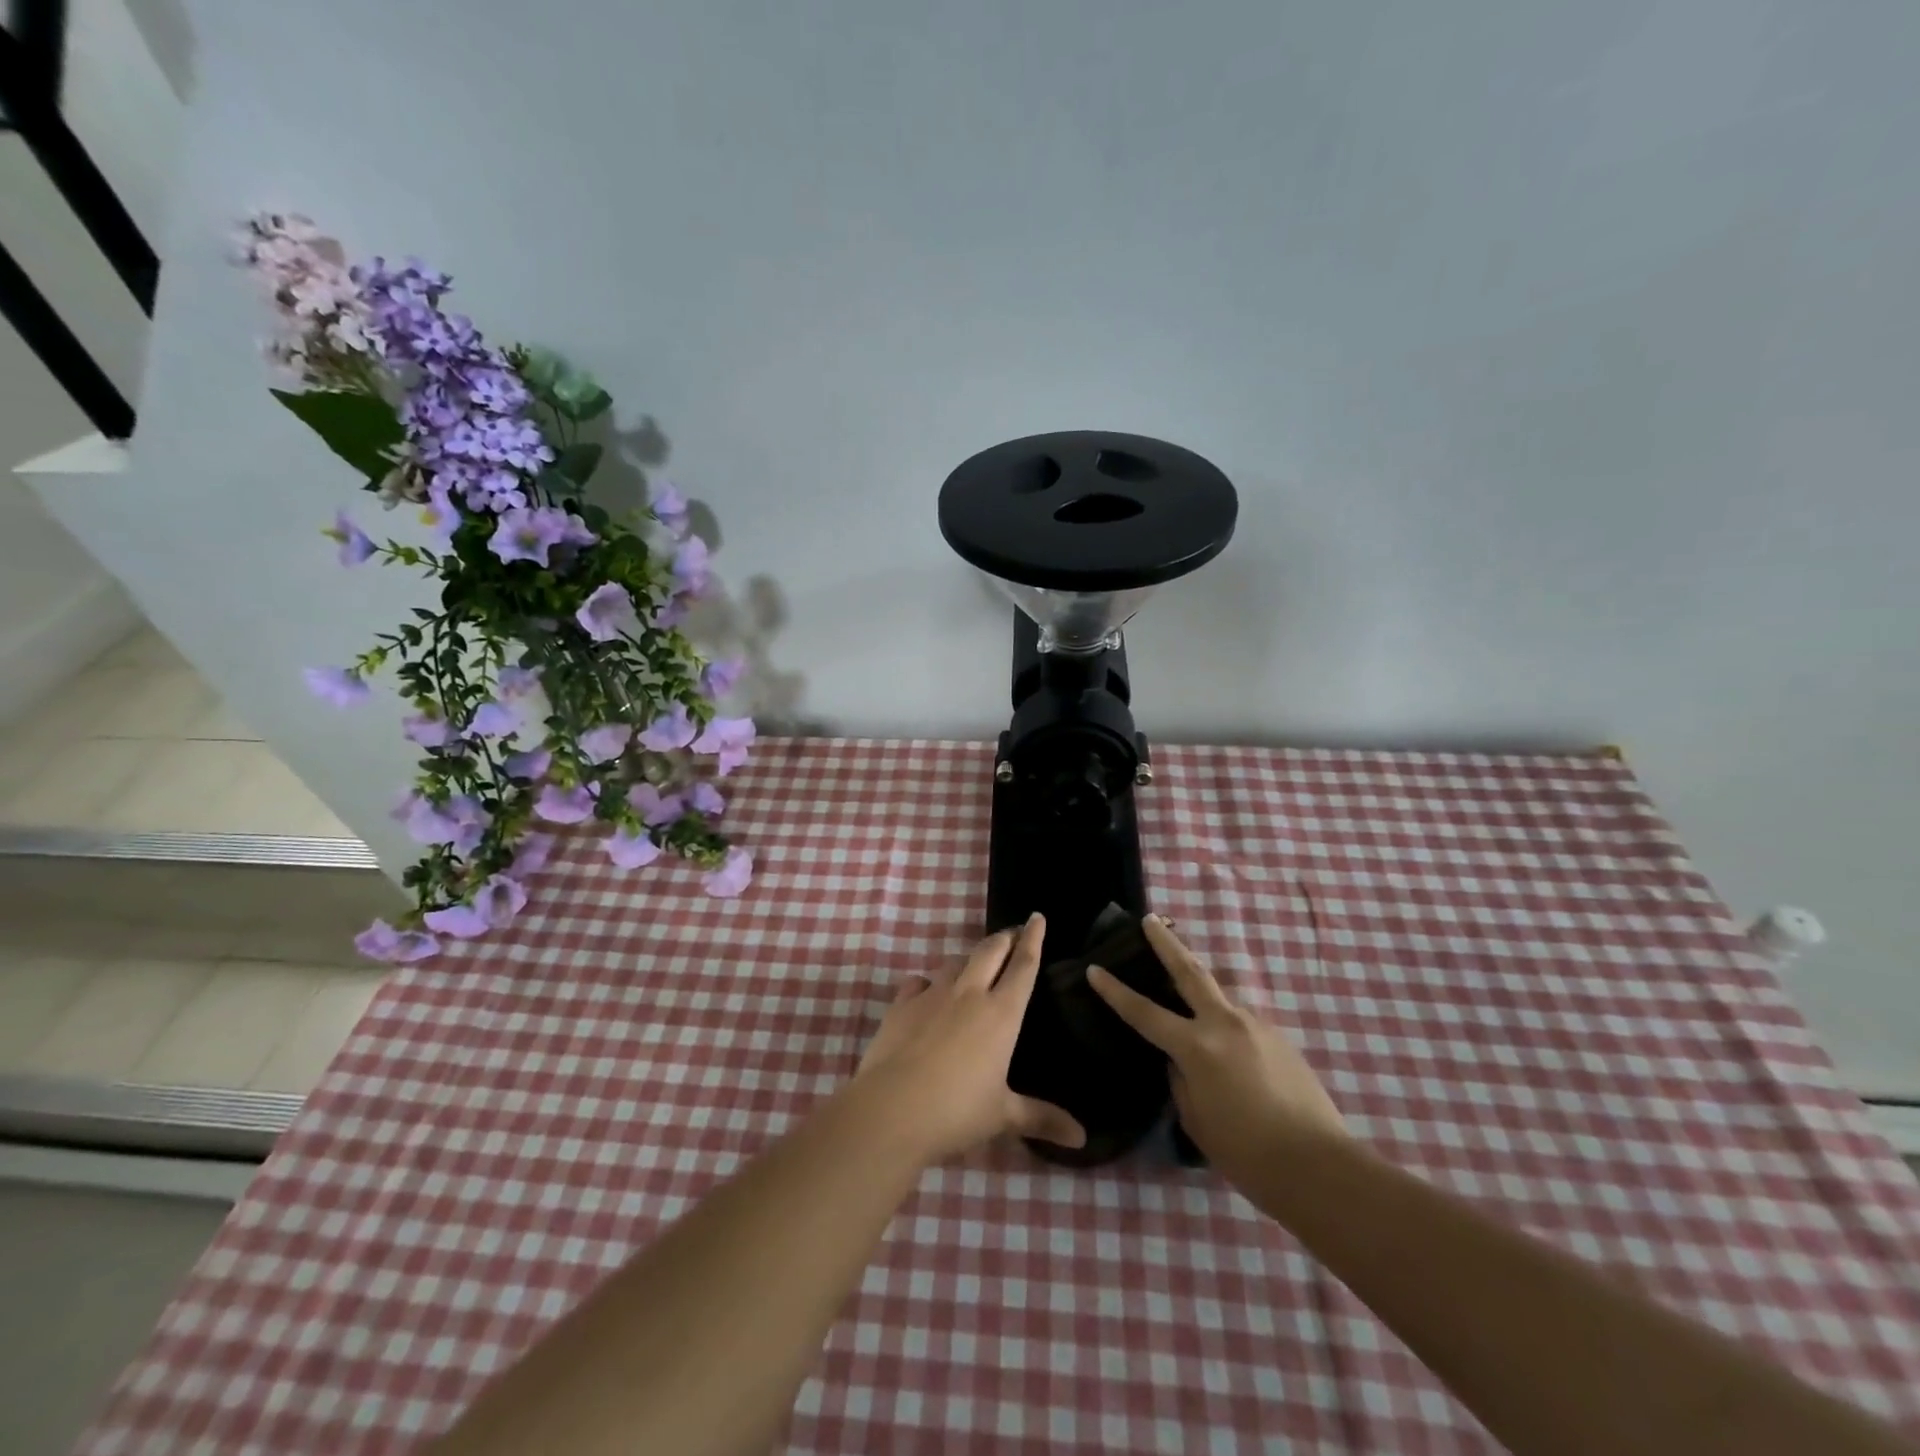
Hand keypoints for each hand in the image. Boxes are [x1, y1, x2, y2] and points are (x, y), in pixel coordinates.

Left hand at [852, 915, 1086, 1164]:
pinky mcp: (901, 1005)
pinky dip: (929, 983)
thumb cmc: (957, 1111)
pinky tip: (928, 991)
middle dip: (1004, 937)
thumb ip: (1041, 1118)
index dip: (1033, 938)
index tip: (1037, 917)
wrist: (892, 1110)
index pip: (1023, 965)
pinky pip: (919, 982)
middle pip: (990, 950)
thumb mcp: (1003, 1116)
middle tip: (1014, 933)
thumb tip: (1082, 1138)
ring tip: (975, 965)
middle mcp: (969, 993)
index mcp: (1001, 1013)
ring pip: (955, 962)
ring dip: (969, 959)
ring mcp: (932, 995)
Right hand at [1088, 916, 1346, 1182]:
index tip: (1094, 969)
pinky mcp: (1279, 1037)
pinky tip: (1230, 1049)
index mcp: (1197, 1047)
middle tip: (1151, 919)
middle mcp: (1225, 1024)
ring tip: (1188, 995)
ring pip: (1219, 997)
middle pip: (1189, 970)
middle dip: (1166, 943)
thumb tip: (1180, 1061)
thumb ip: (1180, 1080)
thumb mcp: (1196, 1120)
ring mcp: (1256, 1025)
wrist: (1320, 1166)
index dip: (1115, 991)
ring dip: (1201, 990)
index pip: (1144, 1012)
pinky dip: (1226, 1025)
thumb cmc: (1247, 1153)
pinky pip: (1241, 1022)